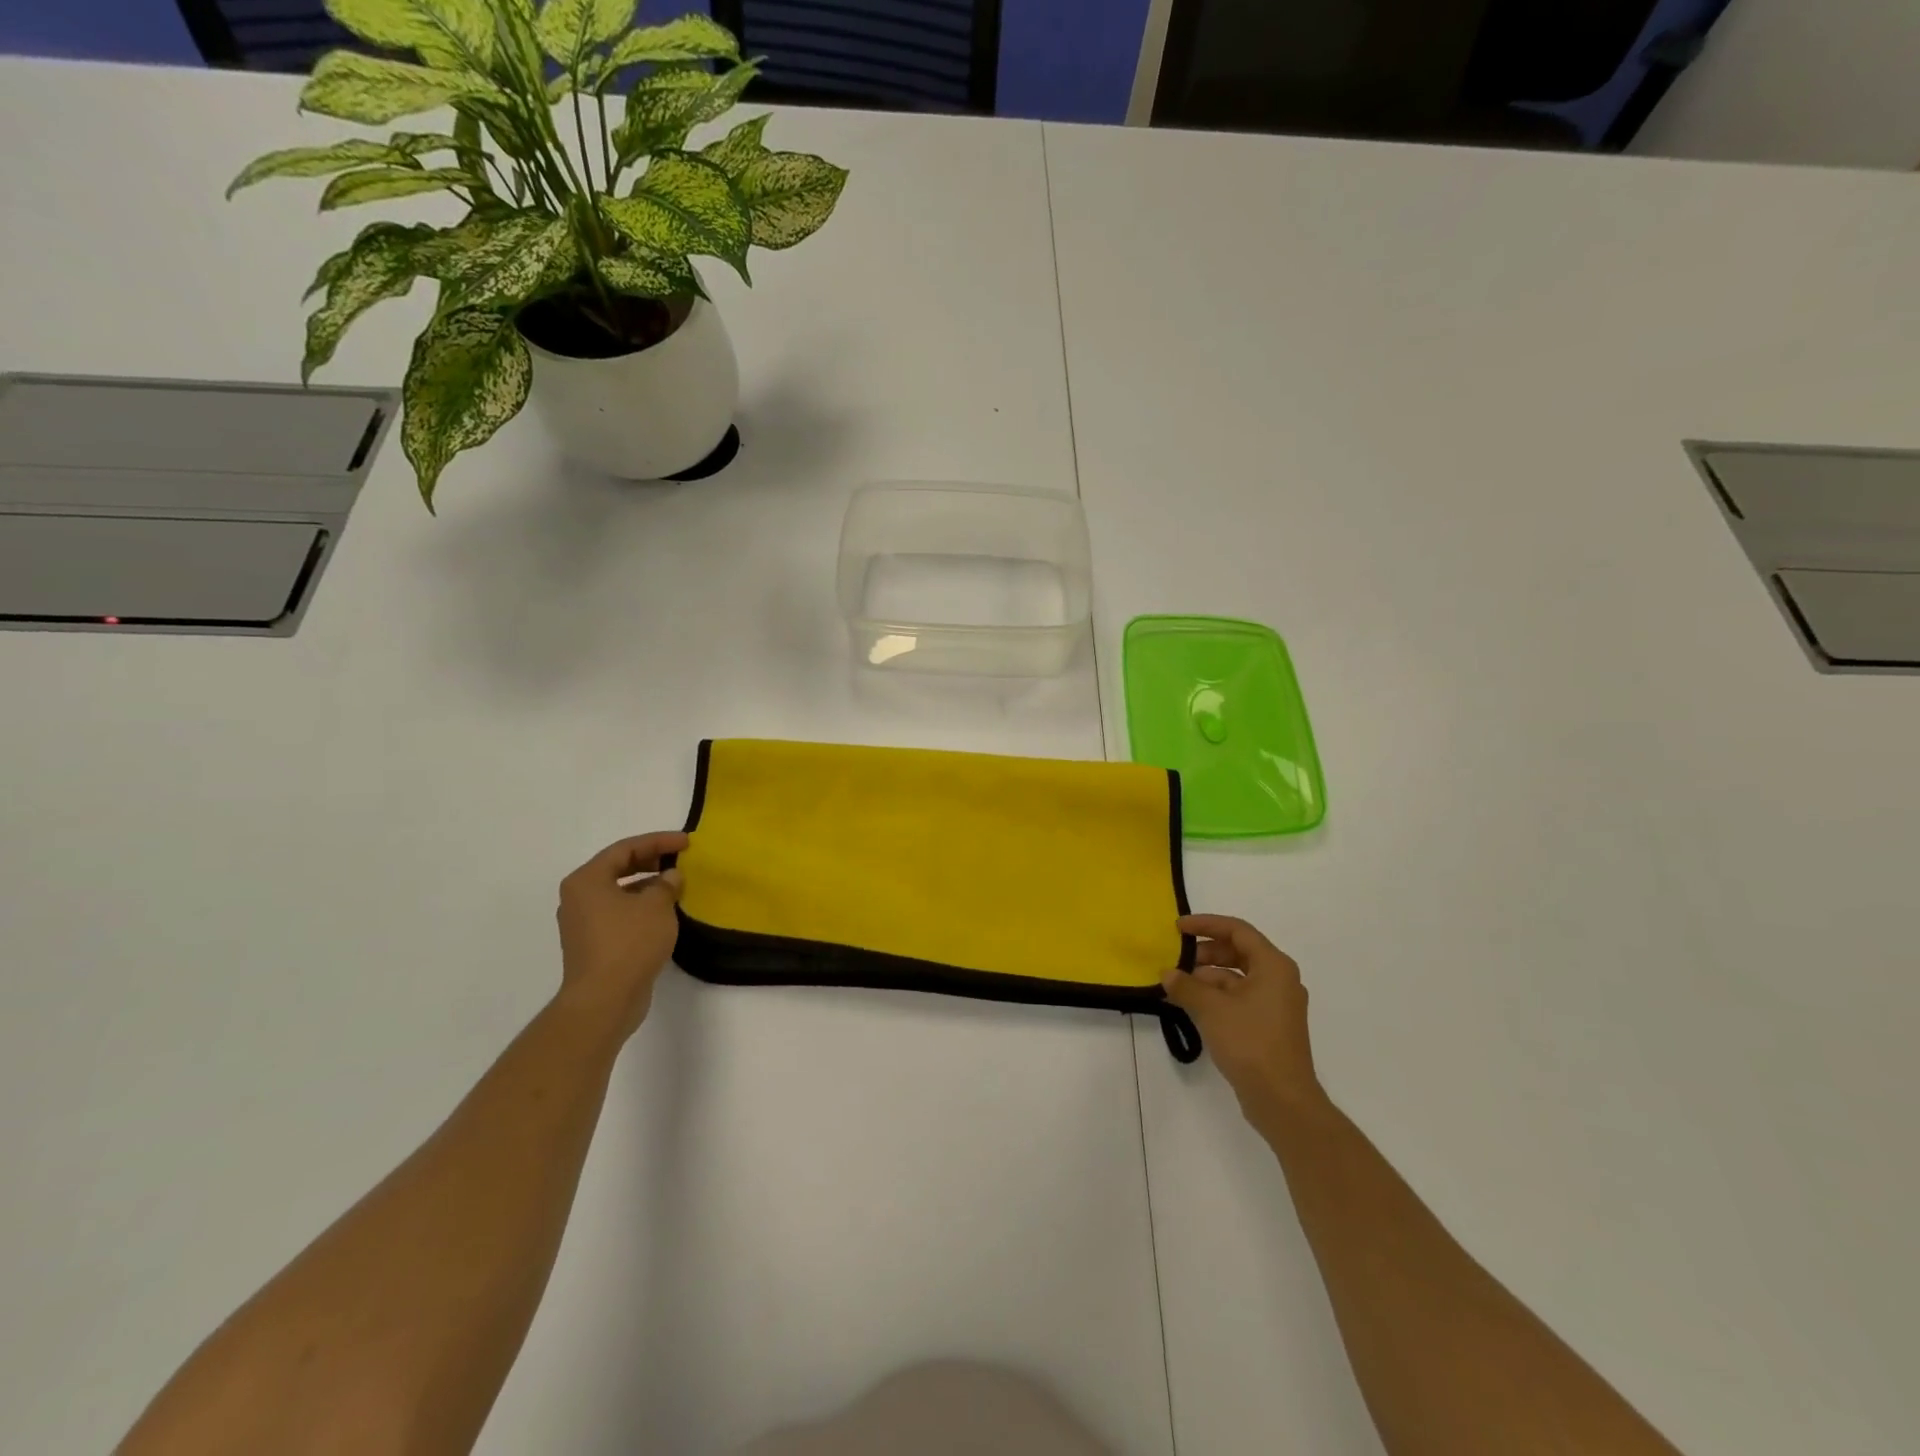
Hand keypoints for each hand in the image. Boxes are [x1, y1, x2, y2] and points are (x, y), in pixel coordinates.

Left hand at [555, 832, 688, 1038]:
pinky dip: (640, 907)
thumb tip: (670, 877)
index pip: (625, 848)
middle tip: (680, 860)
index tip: (686, 842)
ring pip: (619, 892)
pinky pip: (619, 913)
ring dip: (647, 886)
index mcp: (587, 880)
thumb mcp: (656, 906)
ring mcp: (583, 923)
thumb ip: (666, 884)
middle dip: (651, 861)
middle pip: (618, 868)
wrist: (604, 1000)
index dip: (658, 841)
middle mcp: (578, 897)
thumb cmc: (629, 943)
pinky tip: (663, 914)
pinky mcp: (592, 944)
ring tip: (676, 886)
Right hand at [1163, 915, 1324, 1123]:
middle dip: (1205, 953)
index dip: (1206, 924)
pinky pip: (1240, 998)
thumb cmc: (1250, 1042)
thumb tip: (1167, 975)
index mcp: (1273, 966)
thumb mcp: (1211, 1009)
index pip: (1237, 931)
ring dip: (1208, 977)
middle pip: (1238, 952)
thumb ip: (1186, 986)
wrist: (1282, 1100)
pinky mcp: (1270, 1026)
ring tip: (1178, 986)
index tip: (1178, 928)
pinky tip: (1192, 1006)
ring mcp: (1277, 1004)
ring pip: (1238, 977)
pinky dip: (1217, 996)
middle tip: (1177, 959)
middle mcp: (1279, 979)